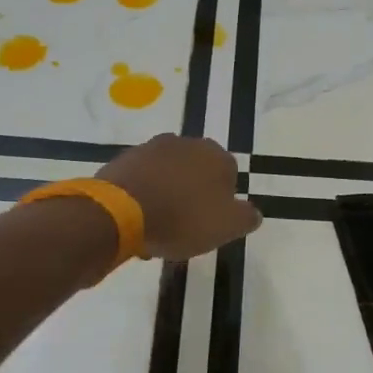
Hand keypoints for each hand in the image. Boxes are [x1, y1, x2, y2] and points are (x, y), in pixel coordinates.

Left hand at [97, 134, 261, 260]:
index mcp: (216, 156)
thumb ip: (247, 217)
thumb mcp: (227, 227)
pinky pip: (142, 180)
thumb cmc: (182, 219)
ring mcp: (152, 148)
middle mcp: (186, 143)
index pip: (229, 177)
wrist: (120, 212)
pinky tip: (138, 221)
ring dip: (167, 197)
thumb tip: (252, 212)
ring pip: (168, 177)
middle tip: (184, 228)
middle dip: (192, 197)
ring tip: (158, 229)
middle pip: (196, 174)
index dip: (221, 203)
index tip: (209, 225)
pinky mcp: (124, 159)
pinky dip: (143, 196)